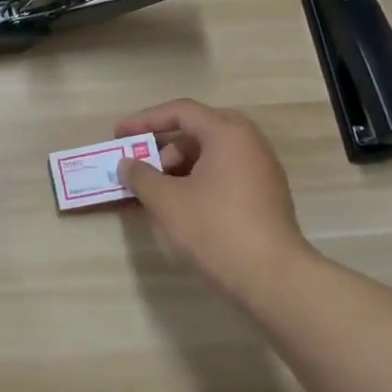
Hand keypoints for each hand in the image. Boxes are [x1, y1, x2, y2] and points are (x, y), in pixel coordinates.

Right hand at [115, 99, 319, 311]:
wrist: (272, 280)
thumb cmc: (215, 229)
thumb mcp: (166, 201)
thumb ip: (141, 176)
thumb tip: (128, 164)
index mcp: (228, 134)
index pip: (180, 112)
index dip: (144, 120)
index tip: (118, 135)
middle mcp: (250, 144)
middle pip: (197, 131)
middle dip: (163, 146)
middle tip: (141, 164)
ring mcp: (262, 171)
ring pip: (211, 155)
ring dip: (179, 167)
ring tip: (156, 193)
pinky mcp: (265, 197)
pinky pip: (224, 175)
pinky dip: (197, 182)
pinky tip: (179, 207)